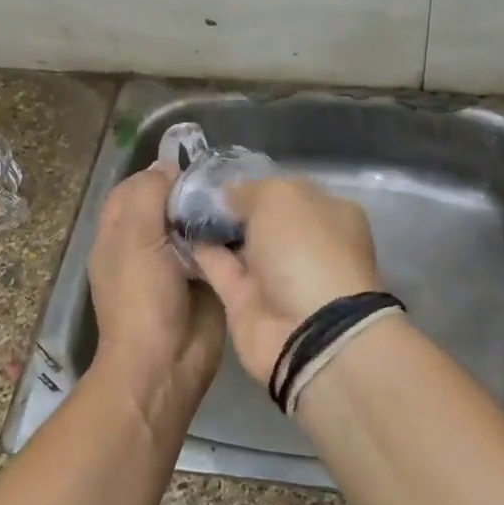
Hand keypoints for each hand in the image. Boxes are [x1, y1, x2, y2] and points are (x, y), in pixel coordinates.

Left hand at [87, 162, 225, 423]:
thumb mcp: (135, 239)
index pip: (136, 188)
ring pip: (195, 226)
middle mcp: (146, 245)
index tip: (194, 163)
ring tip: (243, 194)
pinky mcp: (206, 281)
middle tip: (227, 177)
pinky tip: (252, 223)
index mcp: (119, 234)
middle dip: (193, 191)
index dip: (159, 174)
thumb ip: (147, 195)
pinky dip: (230, 237)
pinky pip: (218, 250)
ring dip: (214, 213)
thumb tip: (168, 167)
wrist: (166, 364)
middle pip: (169, 205)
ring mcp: (177, 265)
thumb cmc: (141, 299)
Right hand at [193, 178, 379, 386]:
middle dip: (232, 206)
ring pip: (239, 245)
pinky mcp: (247, 303)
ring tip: (175, 205)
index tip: (221, 174)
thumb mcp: (281, 197)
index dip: (258, 182)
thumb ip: (251, 190)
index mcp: (329, 215)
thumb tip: (227, 195)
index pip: (290, 190)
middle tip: (189, 188)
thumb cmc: (305, 249)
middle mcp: (305, 245)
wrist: (307, 330)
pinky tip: (174, 232)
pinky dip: (200, 253)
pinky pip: (220, 270)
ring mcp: (276, 276)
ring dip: (212, 229)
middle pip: (263, 219)